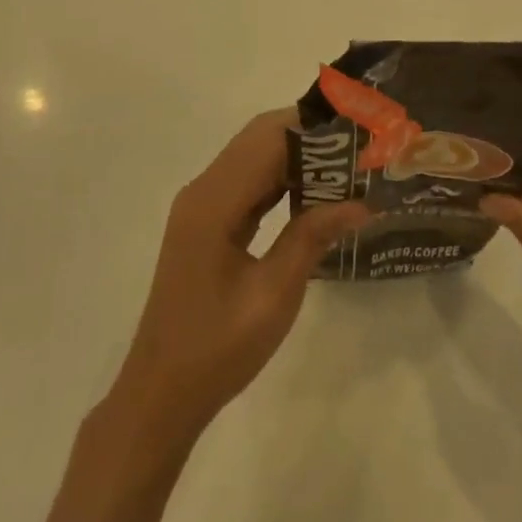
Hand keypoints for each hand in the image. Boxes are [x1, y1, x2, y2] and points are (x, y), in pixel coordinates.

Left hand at [106, 109, 369, 448]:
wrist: (160, 394)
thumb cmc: (217, 349)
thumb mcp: (273, 295)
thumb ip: (313, 237)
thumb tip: (361, 203)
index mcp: (214, 202)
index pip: (268, 137)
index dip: (313, 127)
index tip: (357, 129)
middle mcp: (204, 190)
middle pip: (260, 138)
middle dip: (310, 135)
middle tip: (359, 147)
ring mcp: (203, 205)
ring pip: (255, 157)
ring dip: (298, 155)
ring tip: (348, 164)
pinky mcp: (208, 222)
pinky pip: (249, 183)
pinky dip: (283, 179)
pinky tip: (316, 192)